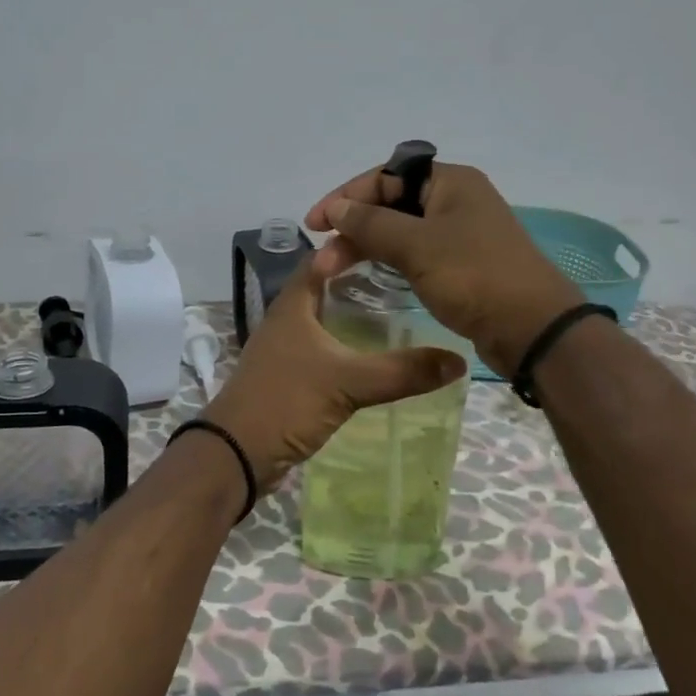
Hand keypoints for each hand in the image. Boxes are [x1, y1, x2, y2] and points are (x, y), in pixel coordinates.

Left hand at [204, 251, 466, 492]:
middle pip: (326, 287)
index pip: (324, 258)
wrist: (237, 453)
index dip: (354, 246)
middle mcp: (287, 319)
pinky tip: (372, 357)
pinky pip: (323, 349)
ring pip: (325, 320)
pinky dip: (347, 346)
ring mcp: (285, 348)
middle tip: (407, 278)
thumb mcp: (348, 383)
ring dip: (354, 315)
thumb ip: (402, 372)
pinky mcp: (289, 376)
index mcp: (294, 304)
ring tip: (399, 313)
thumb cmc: (286, 402)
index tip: (393, 242)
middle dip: (362, 281)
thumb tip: (458, 360)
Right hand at [305, 160, 584, 378]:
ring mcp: (459, 233)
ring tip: (332, 269)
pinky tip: (366, 274)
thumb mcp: (417, 246)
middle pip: (391, 203)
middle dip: (353, 226)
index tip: (315, 224)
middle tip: (322, 257)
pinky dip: (387, 259)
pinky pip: (414, 252)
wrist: (533, 329)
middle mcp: (455, 200)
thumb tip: (336, 208)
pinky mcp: (460, 264)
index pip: (386, 176)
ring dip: (365, 245)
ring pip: (400, 230)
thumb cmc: (474, 276)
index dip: (346, 196)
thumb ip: (371, 223)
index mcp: (450, 182)